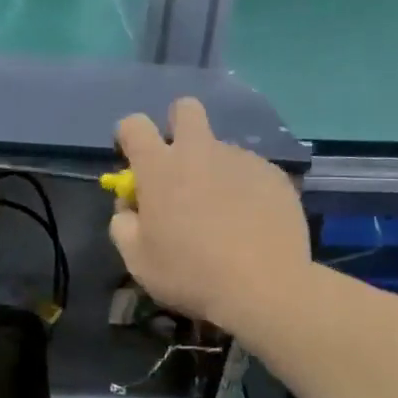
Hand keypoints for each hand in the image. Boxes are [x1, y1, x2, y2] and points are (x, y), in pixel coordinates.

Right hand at [109, 98, 310, 333]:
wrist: (264, 288)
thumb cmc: (189, 273)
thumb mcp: (137, 259)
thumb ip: (123, 224)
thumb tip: (131, 207)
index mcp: (159, 168)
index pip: (133, 125)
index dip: (128, 136)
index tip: (132, 159)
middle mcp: (199, 152)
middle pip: (185, 109)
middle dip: (177, 124)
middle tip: (179, 165)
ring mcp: (241, 160)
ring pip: (220, 149)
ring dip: (213, 170)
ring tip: (223, 215)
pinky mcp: (274, 175)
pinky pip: (250, 172)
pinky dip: (244, 189)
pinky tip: (250, 223)